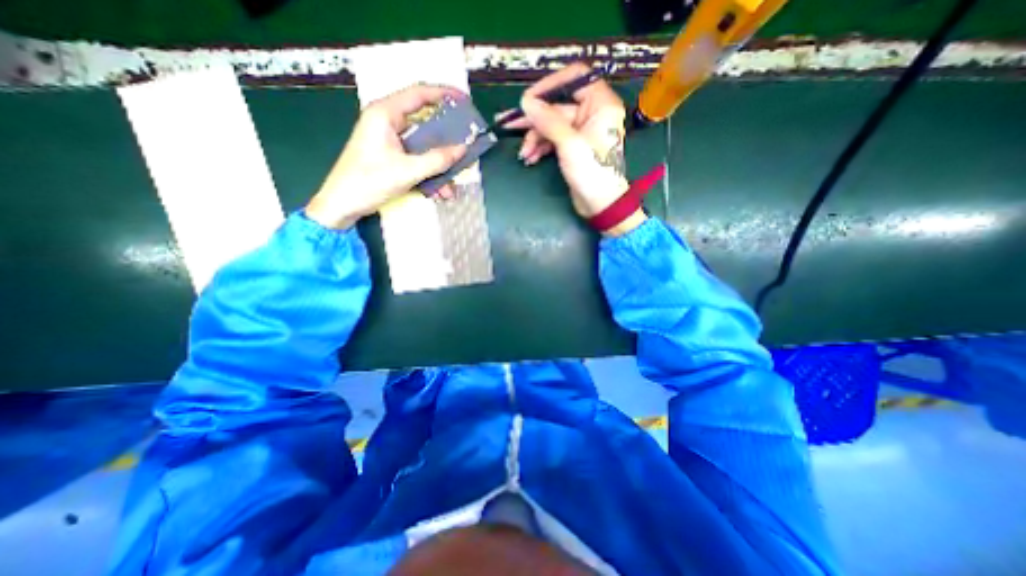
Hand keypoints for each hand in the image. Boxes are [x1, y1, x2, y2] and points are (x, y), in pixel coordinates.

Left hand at [301, 83, 468, 230]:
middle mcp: (388, 123)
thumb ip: (436, 160)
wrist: (342, 205)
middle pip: (425, 122)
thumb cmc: (368, 182)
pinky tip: (439, 191)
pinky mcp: (391, 157)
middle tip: (466, 143)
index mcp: (385, 114)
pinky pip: (417, 160)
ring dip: (439, 165)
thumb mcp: (407, 171)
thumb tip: (462, 150)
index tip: (465, 102)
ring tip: (452, 183)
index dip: (444, 94)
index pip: (419, 94)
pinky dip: (429, 173)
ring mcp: (390, 141)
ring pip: (423, 146)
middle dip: (447, 138)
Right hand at [501, 61, 641, 233]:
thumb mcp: (569, 144)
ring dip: (534, 138)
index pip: (574, 78)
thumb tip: (527, 102)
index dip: (550, 85)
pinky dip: (540, 148)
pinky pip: (552, 140)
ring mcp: (580, 131)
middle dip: (534, 119)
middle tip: (508, 123)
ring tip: (524, 154)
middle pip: (557, 106)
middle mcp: (591, 113)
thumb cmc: (593, 173)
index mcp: (600, 104)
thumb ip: (548, 120)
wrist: (600, 205)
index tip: (529, 99)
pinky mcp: (572, 147)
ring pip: (551, 125)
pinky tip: (530, 158)